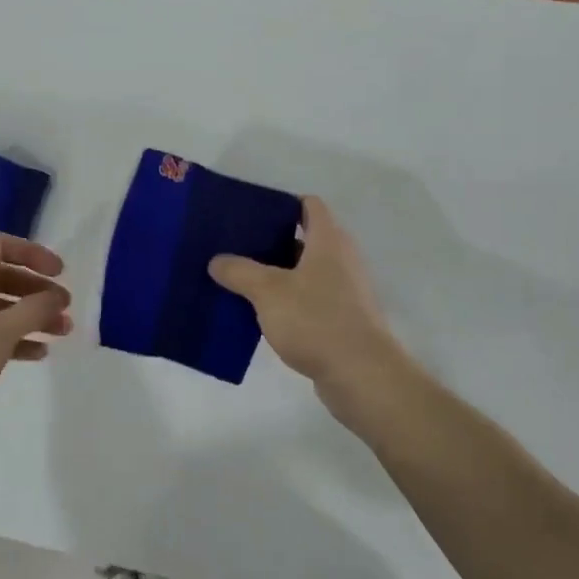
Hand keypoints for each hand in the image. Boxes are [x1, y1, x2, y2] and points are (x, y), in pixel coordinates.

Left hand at [0, 233, 72, 448]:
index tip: (60, 273)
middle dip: (37, 291)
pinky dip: (11, 338)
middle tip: (65, 308)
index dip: (33, 253)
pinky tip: (36, 354)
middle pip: (2, 277)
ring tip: (60, 333)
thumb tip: (56, 295)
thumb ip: (34, 310)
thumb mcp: (0, 333)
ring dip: (29, 317)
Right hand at [208, 196, 401, 389]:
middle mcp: (341, 260)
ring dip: (276, 274)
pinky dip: (286, 302)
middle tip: (235, 246)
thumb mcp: (268, 292)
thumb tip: (217, 261)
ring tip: (239, 279)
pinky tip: (258, 314)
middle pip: (305, 239)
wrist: (361, 374)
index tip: (251, 212)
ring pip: (304, 273)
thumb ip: (240, 272)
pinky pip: (308, 300)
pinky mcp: (341, 320)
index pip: (309, 206)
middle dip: (271, 241)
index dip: (283, 203)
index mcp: (328, 241)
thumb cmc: (316, 320)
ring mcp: (344, 291)